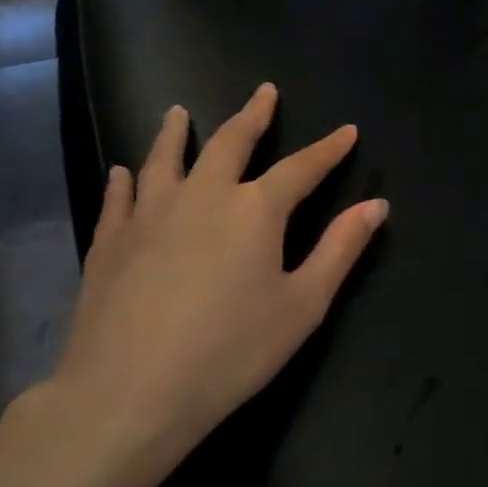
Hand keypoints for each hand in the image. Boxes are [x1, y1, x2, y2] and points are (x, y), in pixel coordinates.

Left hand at [45, 83, 387, 486]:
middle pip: (231, 143)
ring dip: (176, 132)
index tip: (347, 131)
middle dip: (253, 115)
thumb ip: (340, 249)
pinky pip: (119, 198)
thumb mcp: (303, 305)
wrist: (128, 395)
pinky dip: (125, 180)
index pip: (302, 168)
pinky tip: (123, 172)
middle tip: (264, 92)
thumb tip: (377, 205)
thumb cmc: (231, 351)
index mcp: (255, 210)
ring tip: (179, 112)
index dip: (328, 149)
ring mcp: (150, 215)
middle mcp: (203, 196)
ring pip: (165, 158)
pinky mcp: (110, 242)